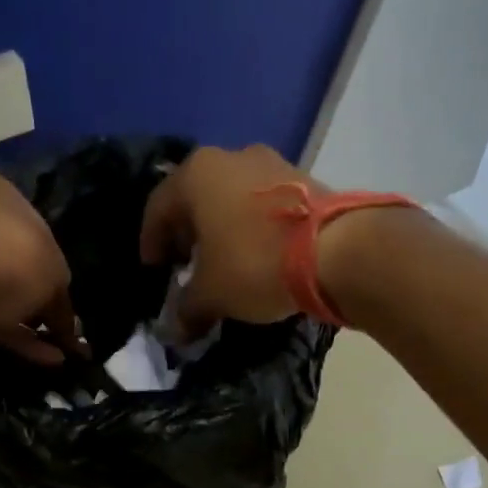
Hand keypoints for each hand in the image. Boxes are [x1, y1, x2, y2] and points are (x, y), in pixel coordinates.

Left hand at [0, 174, 84, 365]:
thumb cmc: (9, 256)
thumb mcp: (55, 273)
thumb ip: (62, 297)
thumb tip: (67, 322)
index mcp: (4, 199)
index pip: (39, 235)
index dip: (58, 271)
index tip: (71, 301)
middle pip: (20, 269)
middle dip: (45, 303)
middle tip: (69, 332)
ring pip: (4, 299)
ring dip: (34, 326)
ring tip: (65, 353)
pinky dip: (18, 339)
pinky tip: (47, 359)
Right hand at [138, 144, 315, 334]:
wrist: (336, 250)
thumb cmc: (255, 264)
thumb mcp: (211, 294)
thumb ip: (187, 309)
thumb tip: (177, 330)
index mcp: (196, 174)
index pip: (157, 207)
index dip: (150, 242)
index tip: (154, 269)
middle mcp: (230, 157)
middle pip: (195, 198)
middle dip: (187, 233)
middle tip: (186, 265)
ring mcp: (271, 163)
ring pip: (230, 198)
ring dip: (221, 229)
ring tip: (222, 263)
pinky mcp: (303, 179)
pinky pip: (261, 204)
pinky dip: (250, 227)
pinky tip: (255, 255)